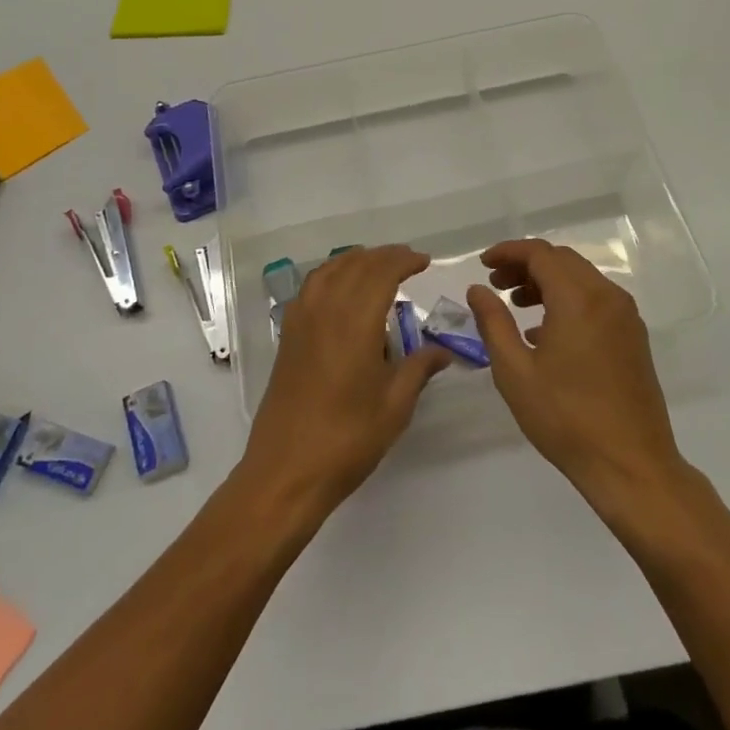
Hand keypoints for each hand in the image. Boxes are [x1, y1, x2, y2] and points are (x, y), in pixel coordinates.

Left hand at [240, 245, 451, 516]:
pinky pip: (310, 288)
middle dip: (383, 257)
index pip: (381, 272)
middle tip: (407, 262)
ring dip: (355, 261)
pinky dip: (330, 275)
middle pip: (354, 265)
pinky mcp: (287, 337)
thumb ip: (419, 369)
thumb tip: (443, 351)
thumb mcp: (395, 406)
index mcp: (355, 323)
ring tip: (376, 268)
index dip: (404, 261)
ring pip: (328, 271)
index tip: (424, 262)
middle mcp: (325, 311)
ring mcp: (301, 322)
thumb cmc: (347, 440)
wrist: (286, 472)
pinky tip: (341, 292)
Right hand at [469, 240, 684, 507]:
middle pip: (562, 261)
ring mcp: (626, 317)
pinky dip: (568, 300)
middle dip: (526, 265)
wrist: (631, 465)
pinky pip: (596, 300)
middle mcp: (607, 297)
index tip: (483, 264)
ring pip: (581, 279)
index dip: (508, 252)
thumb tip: (478, 290)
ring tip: (516, 305)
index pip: (540, 254)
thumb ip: (493, 323)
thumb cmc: (566, 418)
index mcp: (578, 299)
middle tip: (496, 285)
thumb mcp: (515, 371)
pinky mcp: (633, 337)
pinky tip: (545, 332)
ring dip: (547, 282)